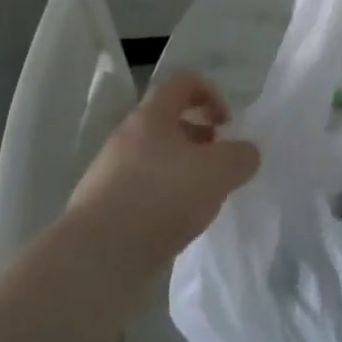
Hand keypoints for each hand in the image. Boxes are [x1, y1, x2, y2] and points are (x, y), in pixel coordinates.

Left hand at [62, 73, 260, 280]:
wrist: (96, 259)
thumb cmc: (161, 197)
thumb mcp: (219, 171)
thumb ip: (241, 156)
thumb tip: (245, 154)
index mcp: (151, 116)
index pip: (183, 83)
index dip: (211, 94)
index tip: (227, 124)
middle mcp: (126, 137)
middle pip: (168, 122)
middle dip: (199, 138)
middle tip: (218, 164)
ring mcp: (109, 174)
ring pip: (154, 159)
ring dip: (181, 171)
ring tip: (201, 200)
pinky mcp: (102, 209)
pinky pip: (140, 192)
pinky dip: (162, 201)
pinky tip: (175, 226)